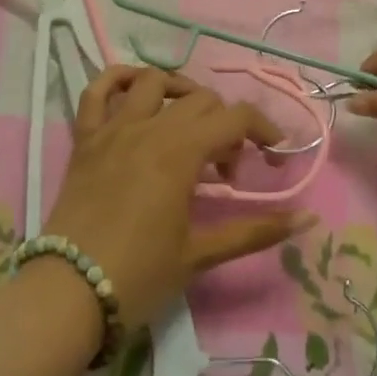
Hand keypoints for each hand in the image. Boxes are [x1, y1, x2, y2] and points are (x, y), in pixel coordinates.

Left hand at [43, 67, 308, 333]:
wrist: (68, 296)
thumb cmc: (140, 276)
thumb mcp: (201, 254)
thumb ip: (256, 230)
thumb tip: (307, 219)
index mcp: (181, 152)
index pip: (236, 117)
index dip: (264, 129)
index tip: (274, 156)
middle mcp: (149, 127)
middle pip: (201, 100)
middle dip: (225, 126)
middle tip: (225, 168)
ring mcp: (113, 128)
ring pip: (155, 82)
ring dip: (181, 92)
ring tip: (190, 122)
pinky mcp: (85, 139)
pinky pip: (97, 91)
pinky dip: (118, 79)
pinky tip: (137, 90)